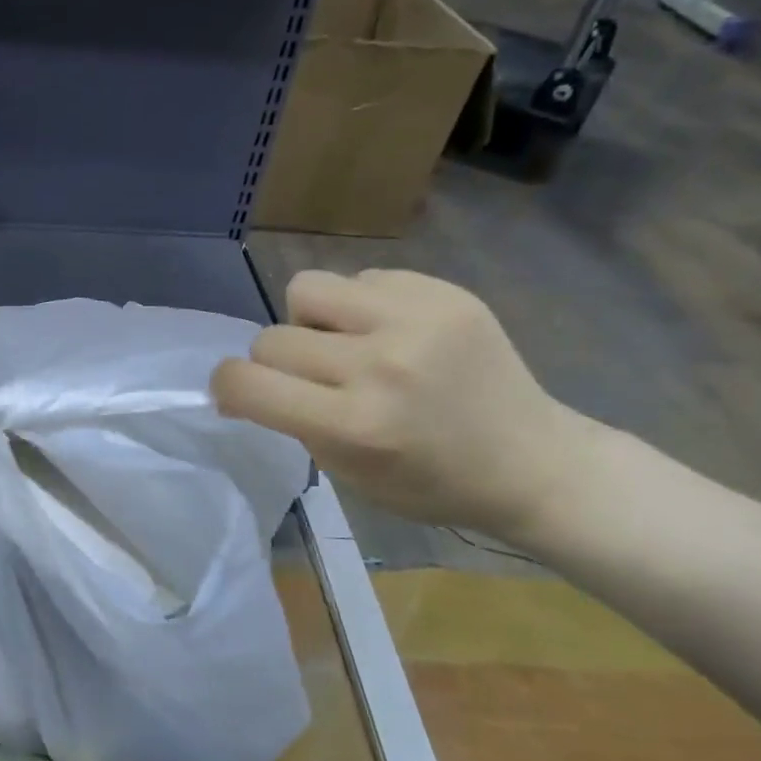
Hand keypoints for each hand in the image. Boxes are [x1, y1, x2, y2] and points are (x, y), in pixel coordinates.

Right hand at [212, 269, 594, 540]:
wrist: (532, 461)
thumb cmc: (429, 482)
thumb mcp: (347, 472)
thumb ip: (294, 421)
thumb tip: (248, 382)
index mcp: (354, 425)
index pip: (246, 382)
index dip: (228, 385)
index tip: (241, 393)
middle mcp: (380, 366)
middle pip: (271, 338)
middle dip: (278, 363)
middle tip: (314, 380)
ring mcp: (414, 320)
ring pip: (305, 289)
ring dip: (312, 320)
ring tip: (347, 342)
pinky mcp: (442, 291)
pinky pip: (360, 279)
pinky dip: (361, 306)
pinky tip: (393, 331)